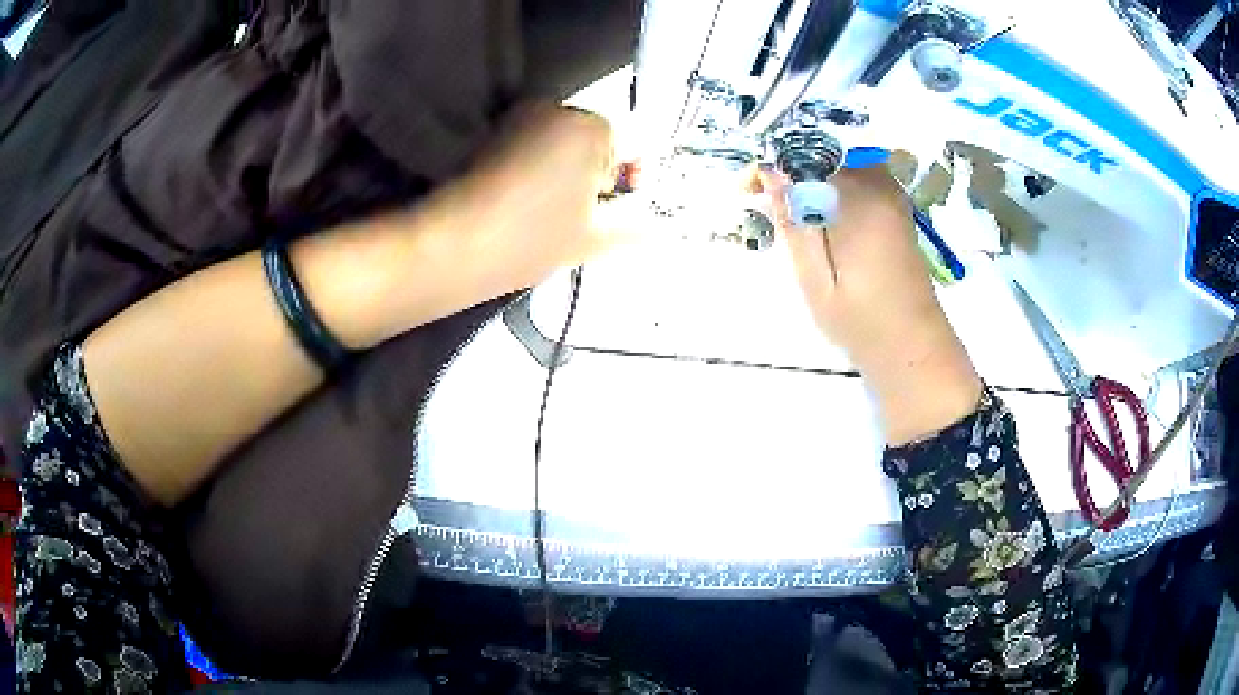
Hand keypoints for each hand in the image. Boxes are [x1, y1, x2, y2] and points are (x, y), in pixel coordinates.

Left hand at [443, 104, 621, 299]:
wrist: (455, 244)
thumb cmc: (533, 237)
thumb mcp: (596, 238)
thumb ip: (637, 225)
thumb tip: (659, 222)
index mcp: (592, 125)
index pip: (630, 149)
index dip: (627, 183)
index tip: (608, 212)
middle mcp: (557, 108)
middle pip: (594, 143)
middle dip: (593, 176)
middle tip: (577, 218)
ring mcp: (520, 118)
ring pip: (561, 146)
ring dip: (564, 173)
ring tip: (548, 213)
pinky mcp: (492, 134)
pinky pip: (532, 147)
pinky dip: (536, 169)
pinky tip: (524, 201)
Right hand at [755, 166, 981, 443]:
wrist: (914, 348)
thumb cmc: (861, 320)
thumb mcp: (814, 277)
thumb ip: (793, 220)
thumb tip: (770, 169)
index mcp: (859, 197)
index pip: (807, 154)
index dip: (773, 163)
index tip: (747, 188)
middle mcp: (879, 184)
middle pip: (824, 154)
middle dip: (790, 169)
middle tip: (762, 200)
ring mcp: (891, 195)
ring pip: (840, 166)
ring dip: (809, 179)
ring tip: (785, 211)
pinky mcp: (895, 210)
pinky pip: (856, 182)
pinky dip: (831, 190)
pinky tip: (817, 218)